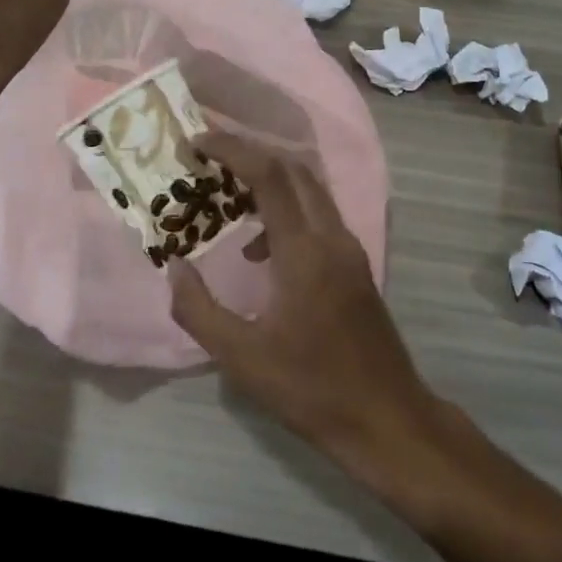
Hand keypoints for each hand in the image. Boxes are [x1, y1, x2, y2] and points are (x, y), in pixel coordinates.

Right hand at [167, 132, 440, 477]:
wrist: (387, 419)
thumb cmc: (311, 389)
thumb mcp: (241, 359)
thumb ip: (199, 309)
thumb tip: (174, 266)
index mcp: (304, 251)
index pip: (269, 175)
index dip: (232, 149)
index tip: (197, 141)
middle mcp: (331, 236)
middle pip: (293, 168)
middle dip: (249, 153)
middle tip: (208, 159)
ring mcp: (349, 247)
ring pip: (309, 188)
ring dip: (269, 180)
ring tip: (227, 198)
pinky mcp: (355, 263)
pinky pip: (318, 214)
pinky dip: (287, 208)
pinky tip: (261, 250)